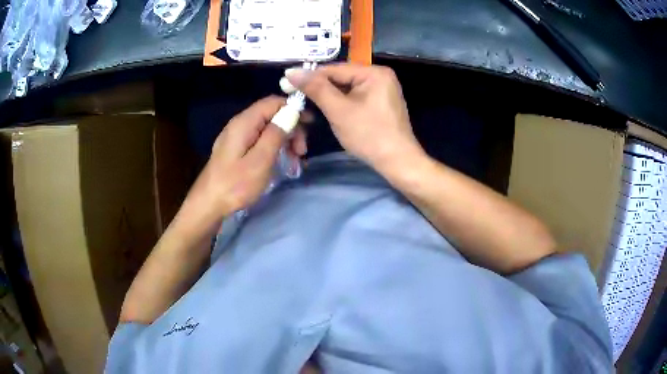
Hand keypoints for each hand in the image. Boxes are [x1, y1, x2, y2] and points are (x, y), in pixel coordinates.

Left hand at [184, 96, 306, 224]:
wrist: (208, 205)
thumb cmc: (235, 185)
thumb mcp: (260, 160)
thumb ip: (275, 134)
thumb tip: (291, 112)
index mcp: (244, 122)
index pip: (273, 102)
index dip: (294, 108)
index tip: (311, 125)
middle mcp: (240, 124)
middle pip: (271, 115)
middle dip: (291, 129)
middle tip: (301, 152)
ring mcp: (236, 137)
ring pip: (267, 129)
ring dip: (284, 141)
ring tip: (295, 162)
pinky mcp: (236, 149)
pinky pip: (259, 141)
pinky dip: (274, 148)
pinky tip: (281, 163)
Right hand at [286, 64, 423, 171]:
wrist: (398, 162)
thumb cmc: (369, 135)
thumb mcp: (339, 110)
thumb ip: (316, 89)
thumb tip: (292, 71)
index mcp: (374, 72)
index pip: (335, 69)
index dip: (310, 76)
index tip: (287, 83)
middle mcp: (380, 76)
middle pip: (342, 77)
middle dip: (320, 87)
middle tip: (295, 95)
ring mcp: (383, 89)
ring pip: (347, 88)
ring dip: (329, 96)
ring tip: (307, 103)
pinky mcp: (381, 102)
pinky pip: (356, 97)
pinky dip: (341, 102)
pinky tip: (328, 109)